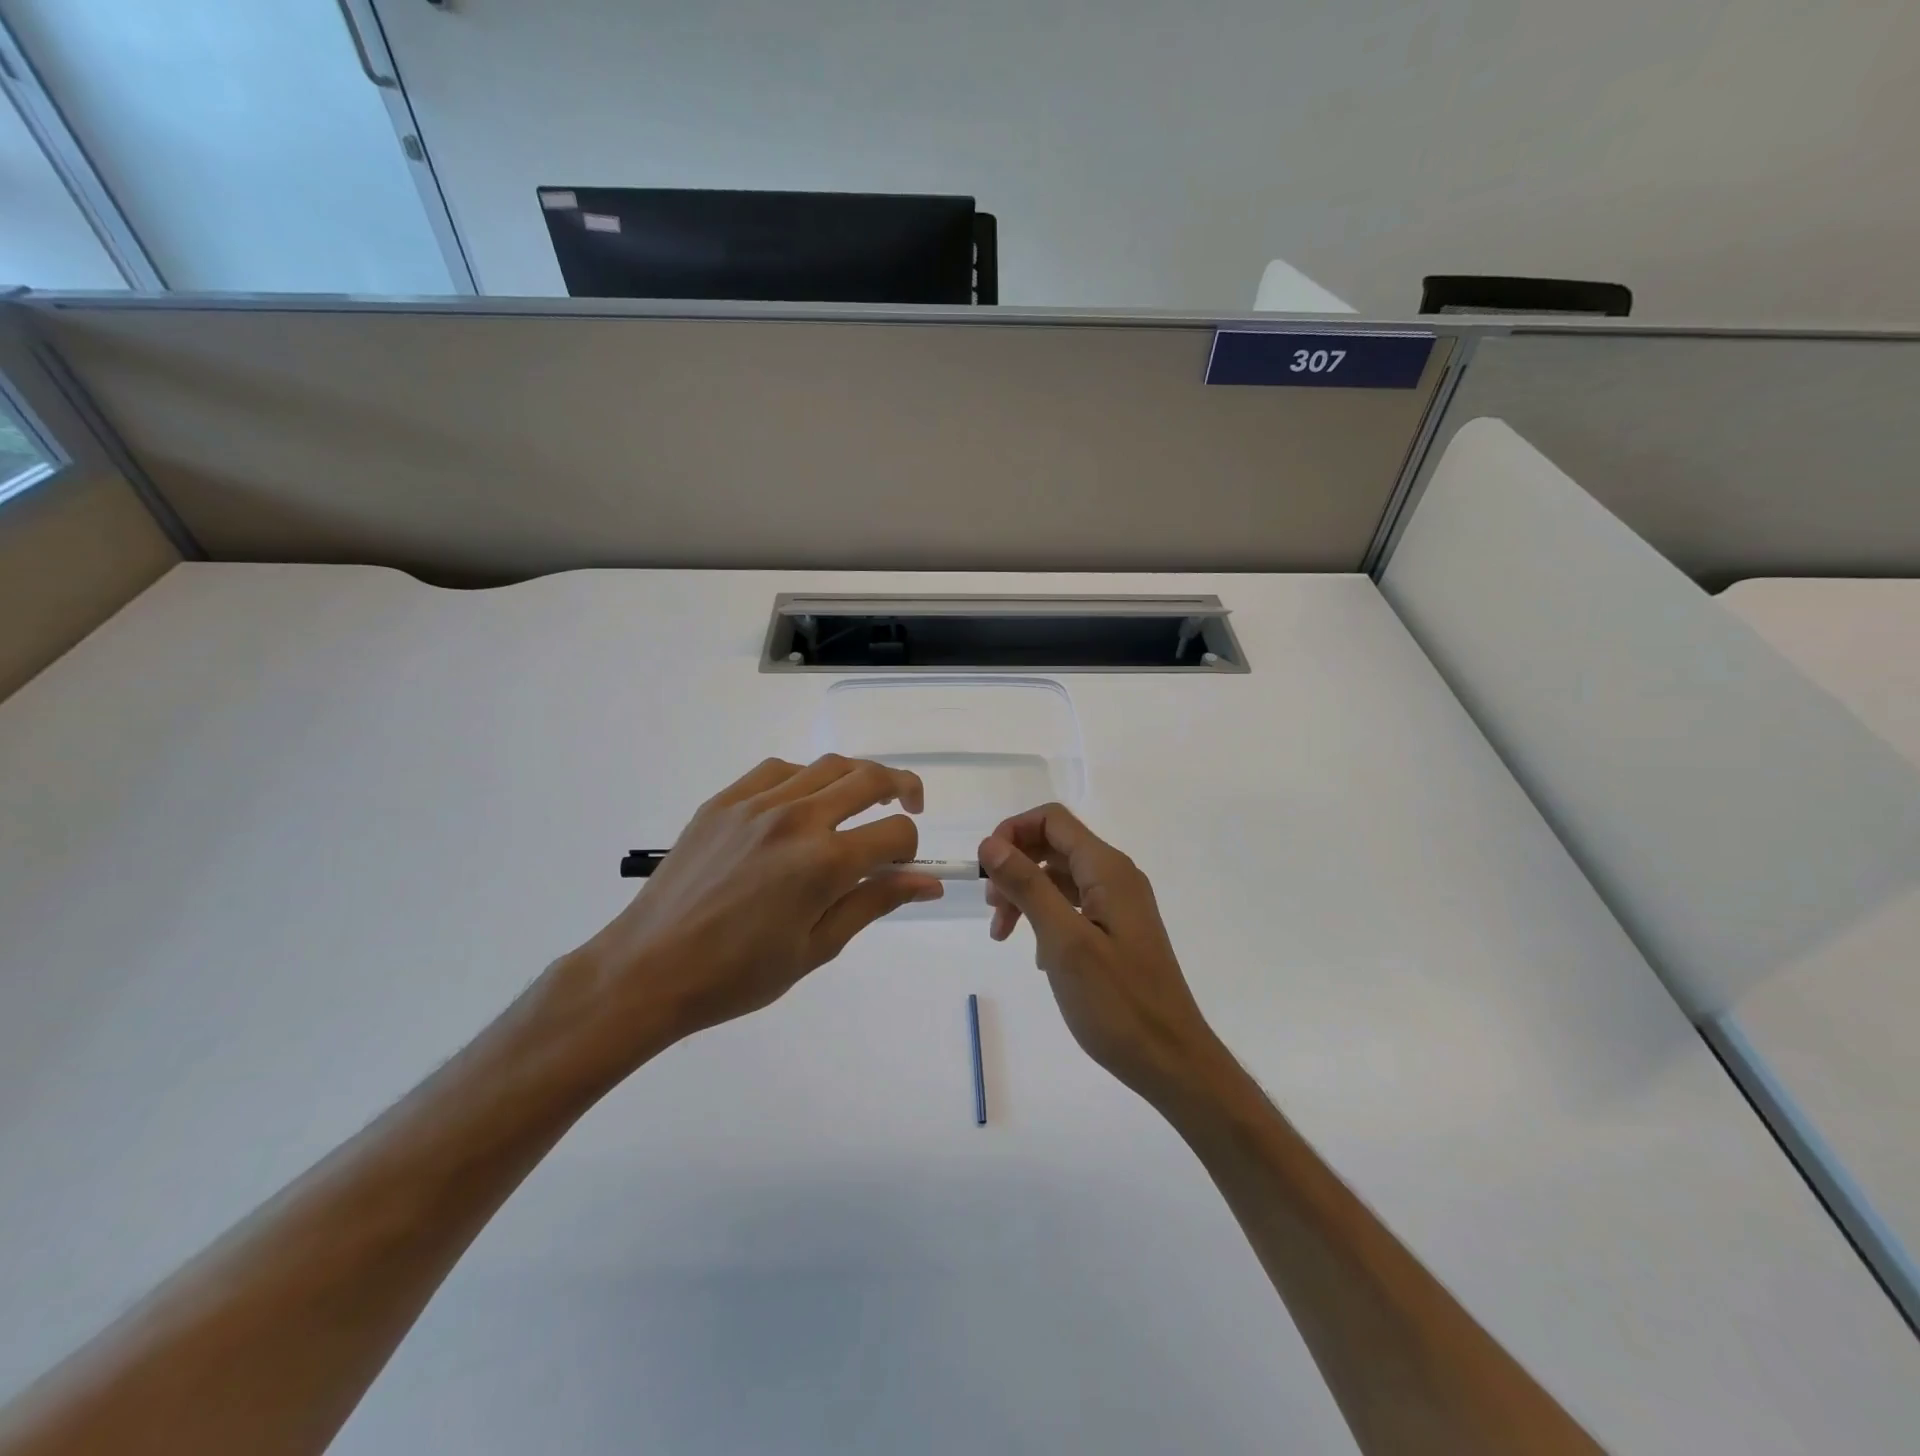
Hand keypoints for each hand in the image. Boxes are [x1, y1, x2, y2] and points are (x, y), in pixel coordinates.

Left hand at [559, 756, 942, 1072]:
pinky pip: (778, 770)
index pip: (896, 833)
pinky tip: (802, 804)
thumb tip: (929, 883)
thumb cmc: (738, 975)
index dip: (910, 849)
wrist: (649, 969)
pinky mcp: (725, 800)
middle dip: (903, 788)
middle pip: (870, 779)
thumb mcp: (818, 947)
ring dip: (857, 778)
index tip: (901, 869)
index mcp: (824, 862)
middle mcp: (797, 818)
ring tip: (860, 802)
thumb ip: (875, 902)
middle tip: (909, 807)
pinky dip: (805, 777)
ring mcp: (757, 803)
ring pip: (827, 765)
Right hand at [979, 804, 1223, 1103]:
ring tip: (1003, 935)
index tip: (985, 871)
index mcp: (1107, 869)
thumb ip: (1028, 886)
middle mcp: (1115, 877)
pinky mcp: (1117, 931)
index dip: (1012, 832)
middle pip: (1054, 846)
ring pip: (1060, 878)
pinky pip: (1073, 906)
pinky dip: (1046, 918)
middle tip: (993, 910)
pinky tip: (1037, 955)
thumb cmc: (1117, 1002)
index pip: (1052, 820)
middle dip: (1015, 867)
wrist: (1171, 1060)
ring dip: (1026, 895)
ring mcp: (1119, 905)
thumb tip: (991, 843)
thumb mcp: (1064, 941)